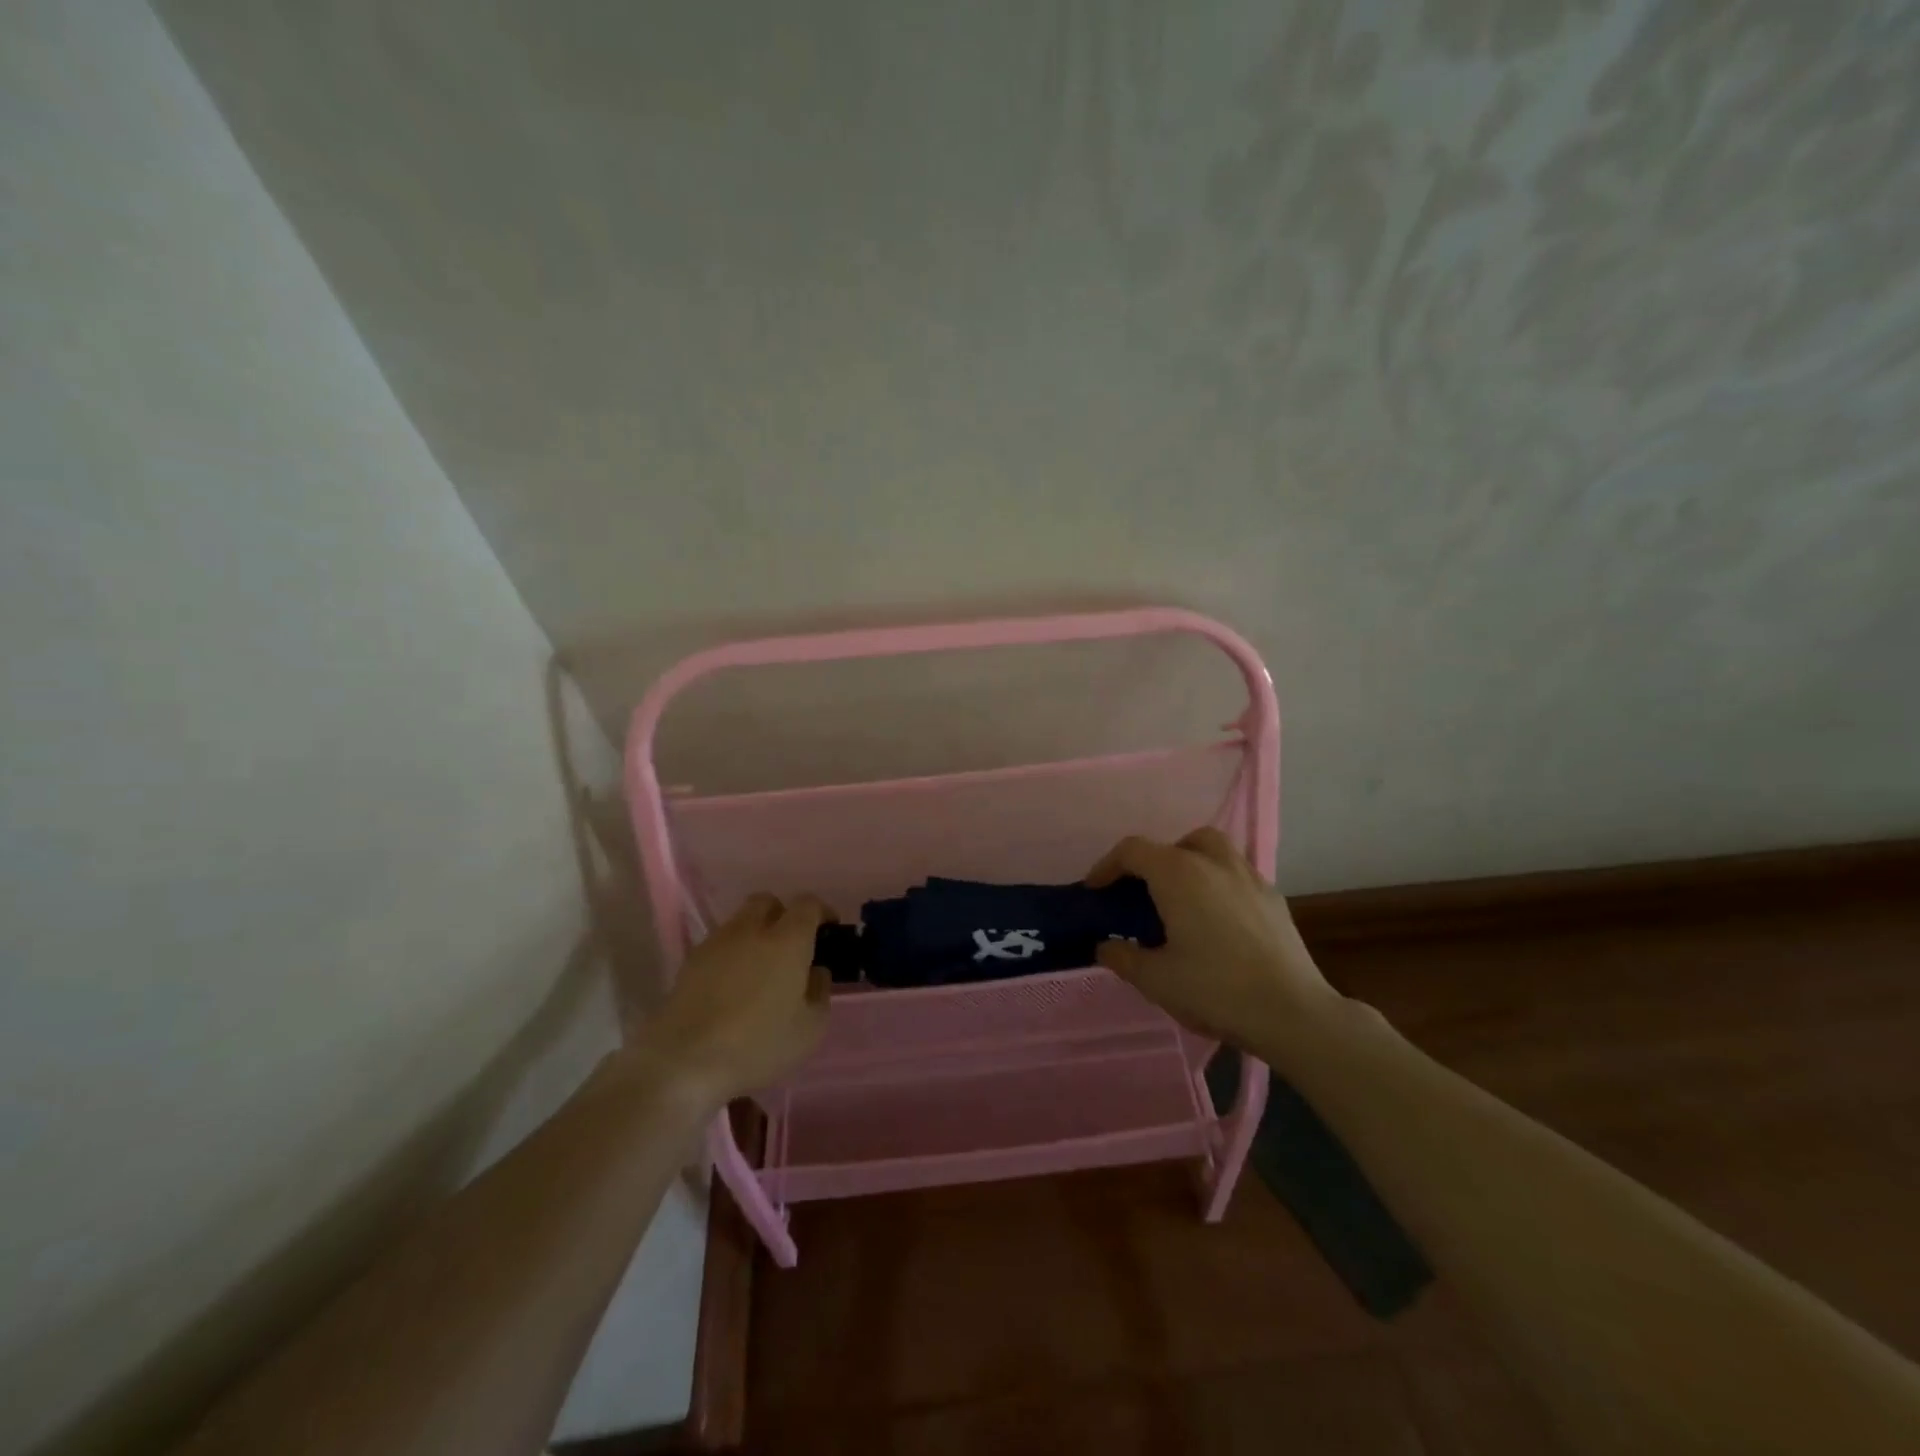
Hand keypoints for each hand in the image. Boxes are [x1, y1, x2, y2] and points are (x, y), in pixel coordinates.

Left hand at [640, 893, 833, 1104]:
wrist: (683, 1062)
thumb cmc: (757, 1045)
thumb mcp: (810, 1028)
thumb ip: (820, 992)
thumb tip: (816, 971)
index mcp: (787, 939)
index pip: (808, 904)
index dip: (822, 912)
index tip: (829, 930)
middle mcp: (751, 930)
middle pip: (768, 902)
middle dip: (783, 915)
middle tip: (792, 945)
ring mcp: (716, 943)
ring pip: (740, 921)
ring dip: (755, 933)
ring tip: (760, 968)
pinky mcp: (690, 962)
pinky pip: (719, 944)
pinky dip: (732, 954)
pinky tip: (732, 985)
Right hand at [1087, 828, 1335, 1049]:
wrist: (1292, 1012)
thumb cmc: (1215, 989)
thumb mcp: (1155, 980)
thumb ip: (1122, 958)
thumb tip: (1105, 946)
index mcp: (1178, 874)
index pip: (1133, 851)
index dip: (1107, 866)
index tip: (1095, 889)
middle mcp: (1213, 863)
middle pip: (1177, 842)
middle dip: (1154, 860)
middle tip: (1144, 893)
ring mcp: (1249, 877)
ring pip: (1213, 849)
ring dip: (1191, 863)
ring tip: (1182, 900)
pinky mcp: (1274, 898)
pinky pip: (1237, 874)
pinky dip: (1219, 884)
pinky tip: (1218, 920)